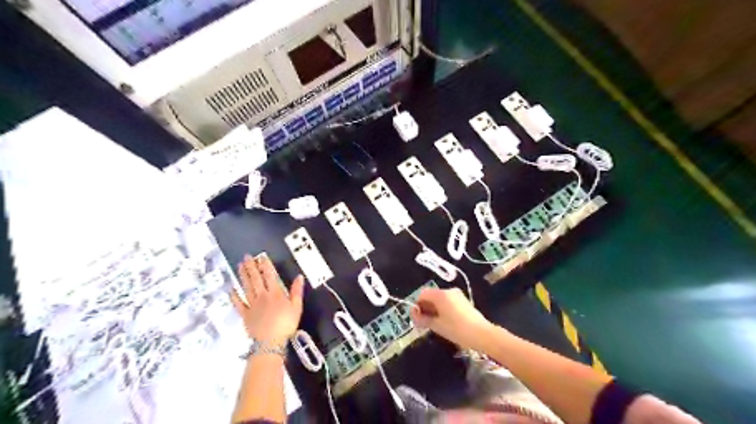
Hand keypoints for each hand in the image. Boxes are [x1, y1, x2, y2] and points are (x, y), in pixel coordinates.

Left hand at [230, 255, 303, 343]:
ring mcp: (251, 305)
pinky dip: (234, 296)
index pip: (269, 275)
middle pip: (255, 279)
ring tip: (239, 266)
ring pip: (246, 287)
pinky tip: (231, 289)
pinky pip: (238, 304)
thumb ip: (297, 291)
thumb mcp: (297, 307)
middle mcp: (262, 296)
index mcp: (275, 293)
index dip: (265, 265)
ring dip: (242, 276)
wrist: (270, 342)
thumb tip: (299, 276)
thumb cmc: (286, 324)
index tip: (261, 256)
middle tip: (246, 257)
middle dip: (251, 266)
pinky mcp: (245, 314)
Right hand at [412, 289, 493, 350]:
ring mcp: (457, 295)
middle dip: (425, 308)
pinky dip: (443, 309)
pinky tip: (446, 322)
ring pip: (439, 299)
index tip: (418, 319)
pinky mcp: (463, 301)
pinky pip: (448, 301)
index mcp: (440, 294)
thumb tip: (414, 314)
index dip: (417, 305)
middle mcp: (448, 291)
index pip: (422, 294)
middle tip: (424, 323)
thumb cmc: (457, 329)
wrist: (482, 334)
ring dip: (434, 309)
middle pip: (431, 296)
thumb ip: (422, 319)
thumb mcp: (436, 326)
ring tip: (436, 324)